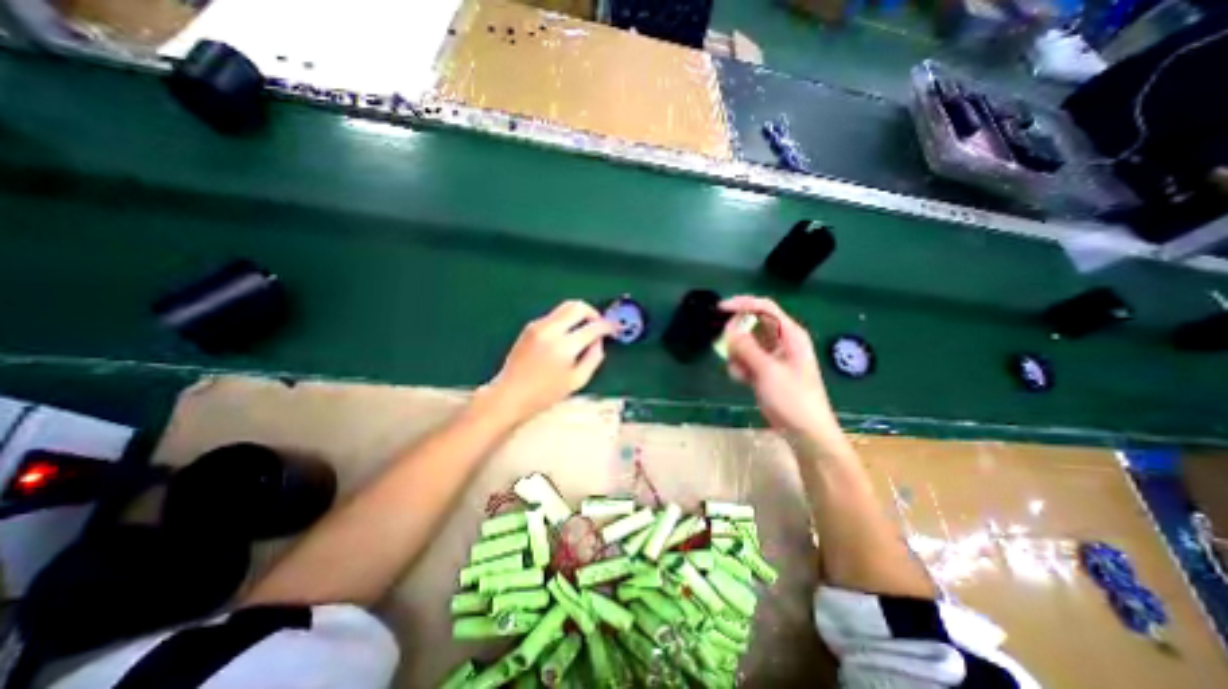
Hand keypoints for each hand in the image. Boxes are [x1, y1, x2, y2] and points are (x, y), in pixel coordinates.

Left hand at [479, 302, 613, 423]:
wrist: (510, 394)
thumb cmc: (545, 394)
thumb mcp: (577, 381)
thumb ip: (593, 358)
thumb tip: (599, 341)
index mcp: (564, 346)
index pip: (593, 327)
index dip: (608, 326)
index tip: (615, 328)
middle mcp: (551, 330)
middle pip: (578, 306)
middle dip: (593, 313)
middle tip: (599, 325)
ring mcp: (538, 326)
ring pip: (565, 307)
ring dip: (579, 315)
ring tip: (584, 331)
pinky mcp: (530, 326)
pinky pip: (554, 316)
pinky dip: (565, 321)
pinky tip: (566, 337)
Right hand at [721, 296, 844, 441]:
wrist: (805, 433)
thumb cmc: (793, 399)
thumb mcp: (768, 371)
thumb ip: (747, 348)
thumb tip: (729, 329)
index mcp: (790, 335)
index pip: (765, 308)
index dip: (742, 304)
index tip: (720, 308)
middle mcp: (782, 342)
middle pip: (753, 324)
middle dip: (737, 333)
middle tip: (724, 345)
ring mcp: (773, 358)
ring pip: (747, 343)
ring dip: (737, 353)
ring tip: (737, 369)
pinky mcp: (766, 372)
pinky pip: (747, 360)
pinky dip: (740, 366)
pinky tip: (740, 379)